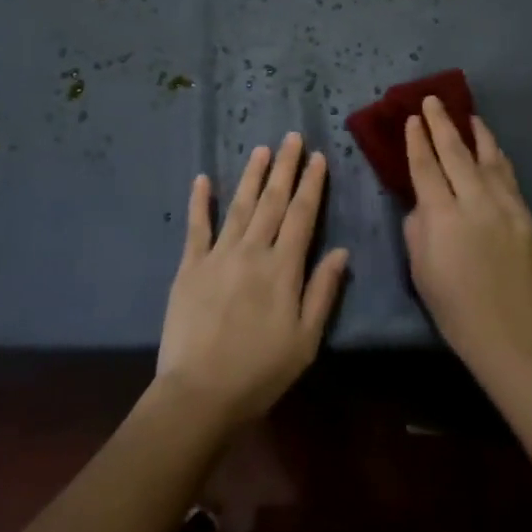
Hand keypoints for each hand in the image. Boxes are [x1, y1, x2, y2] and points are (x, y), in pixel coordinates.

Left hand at [157, 133, 348, 428]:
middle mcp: (252, 251)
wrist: (200, 394)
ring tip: (262, 149)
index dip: (311, 184)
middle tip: (292, 137)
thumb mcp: (306, 340)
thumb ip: (323, 292)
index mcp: (283, 268)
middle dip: (285, 167)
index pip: (302, 215)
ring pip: (240, 205)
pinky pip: (196, 227)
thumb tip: (342, 251)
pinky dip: (200, 201)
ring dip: (252, 176)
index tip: (318, 157)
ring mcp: (218, 255)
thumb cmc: (260, 371)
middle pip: (273, 201)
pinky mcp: (190, 266)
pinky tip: (202, 179)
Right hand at [404, 97, 531, 385]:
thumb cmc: (456, 309)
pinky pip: (510, 180)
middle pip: (456, 153)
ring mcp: (508, 208)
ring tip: (469, 116)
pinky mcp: (529, 219)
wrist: (514, 337)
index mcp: (444, 218)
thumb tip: (425, 202)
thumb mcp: (421, 270)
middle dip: (442, 124)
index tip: (413, 119)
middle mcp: (476, 203)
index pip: (426, 168)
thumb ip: (418, 227)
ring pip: (490, 159)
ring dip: (477, 135)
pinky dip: (498, 160)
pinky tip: (494, 153)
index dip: (418, 141)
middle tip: (432, 101)